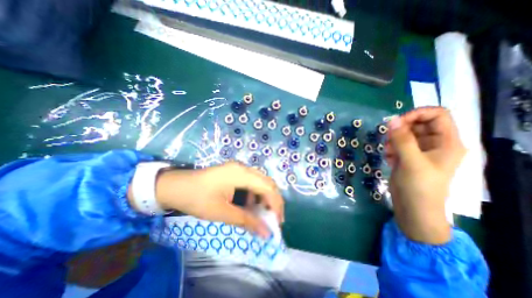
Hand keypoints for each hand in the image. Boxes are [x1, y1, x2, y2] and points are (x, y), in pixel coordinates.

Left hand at [153, 161, 281, 237]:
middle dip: (274, 200)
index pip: (267, 187)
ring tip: (263, 213)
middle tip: (274, 218)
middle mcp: (243, 167)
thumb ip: (246, 221)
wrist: (174, 186)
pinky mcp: (235, 172)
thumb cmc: (196, 198)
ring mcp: (239, 168)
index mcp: (241, 174)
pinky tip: (250, 205)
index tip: (277, 222)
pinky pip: (252, 181)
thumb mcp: (221, 212)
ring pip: (261, 181)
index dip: (276, 204)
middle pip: (267, 182)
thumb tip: (266, 233)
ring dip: (265, 197)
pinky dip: (255, 194)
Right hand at [387, 107, 466, 244]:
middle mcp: (435, 144)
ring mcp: (420, 151)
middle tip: (389, 139)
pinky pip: (398, 145)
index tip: (397, 122)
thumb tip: (391, 119)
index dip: (417, 114)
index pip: (437, 115)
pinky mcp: (408, 158)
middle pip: (418, 124)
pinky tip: (389, 159)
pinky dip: (391, 149)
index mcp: (447, 142)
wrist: (413, 209)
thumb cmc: (419, 186)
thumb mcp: (411, 161)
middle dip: (401, 129)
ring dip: (393, 140)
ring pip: (405, 134)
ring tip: (389, 152)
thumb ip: (402, 139)